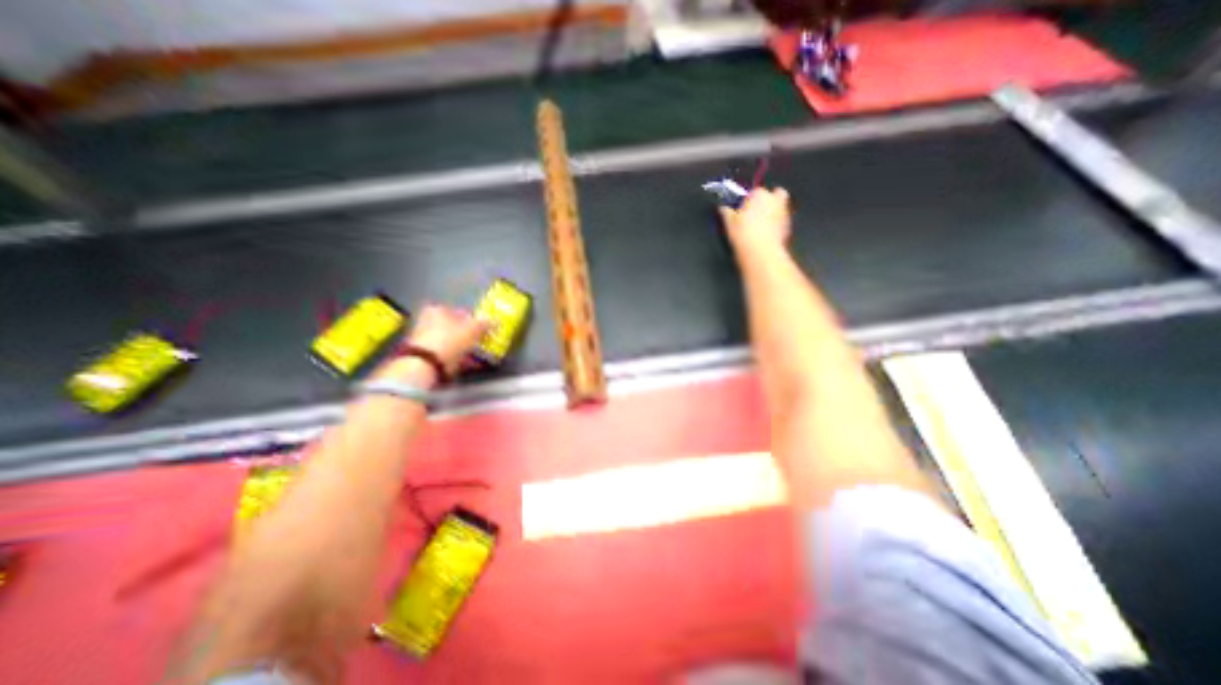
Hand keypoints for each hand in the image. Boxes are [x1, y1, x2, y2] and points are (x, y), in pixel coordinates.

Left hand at [383, 306, 493, 384]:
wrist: (426, 365)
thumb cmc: (450, 340)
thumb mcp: (473, 329)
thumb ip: (485, 324)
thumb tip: (495, 321)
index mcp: (436, 310)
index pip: (460, 312)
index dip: (475, 320)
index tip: (485, 329)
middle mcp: (427, 321)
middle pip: (454, 327)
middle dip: (469, 335)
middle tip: (483, 342)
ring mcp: (424, 340)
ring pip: (452, 342)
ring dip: (465, 348)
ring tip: (479, 355)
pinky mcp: (425, 356)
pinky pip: (448, 355)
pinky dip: (459, 358)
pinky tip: (470, 364)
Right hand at [718, 184, 791, 252]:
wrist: (760, 252)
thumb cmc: (745, 235)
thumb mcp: (729, 223)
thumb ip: (726, 212)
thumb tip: (723, 209)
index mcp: (759, 194)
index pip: (754, 191)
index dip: (748, 200)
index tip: (742, 209)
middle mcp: (774, 200)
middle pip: (774, 194)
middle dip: (766, 201)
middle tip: (754, 213)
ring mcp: (784, 212)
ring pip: (779, 207)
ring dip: (772, 212)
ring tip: (759, 225)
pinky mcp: (788, 225)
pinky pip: (781, 221)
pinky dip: (776, 224)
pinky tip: (765, 234)